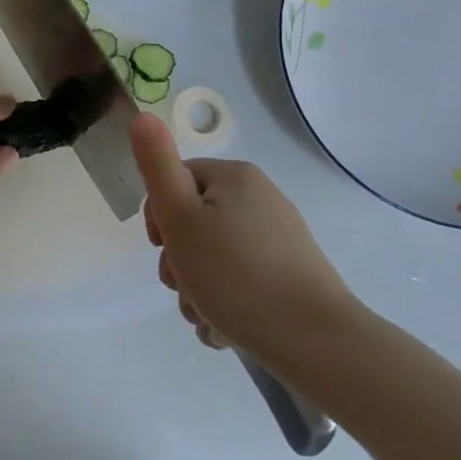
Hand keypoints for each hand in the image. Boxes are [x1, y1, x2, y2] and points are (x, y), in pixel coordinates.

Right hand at [128, 113, 357, 369]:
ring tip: (205, 317)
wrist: (317, 343)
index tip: (163, 248)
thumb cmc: (235, 274)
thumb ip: (156, 165)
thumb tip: (143, 116)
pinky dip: (226, 304)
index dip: (160, 217)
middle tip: (182, 286)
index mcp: (235, 177)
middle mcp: (260, 200)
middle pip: (194, 223)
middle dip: (178, 261)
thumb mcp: (180, 217)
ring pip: (215, 258)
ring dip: (197, 289)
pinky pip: (242, 282)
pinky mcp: (291, 277)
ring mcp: (279, 240)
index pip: (175, 182)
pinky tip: (225, 331)